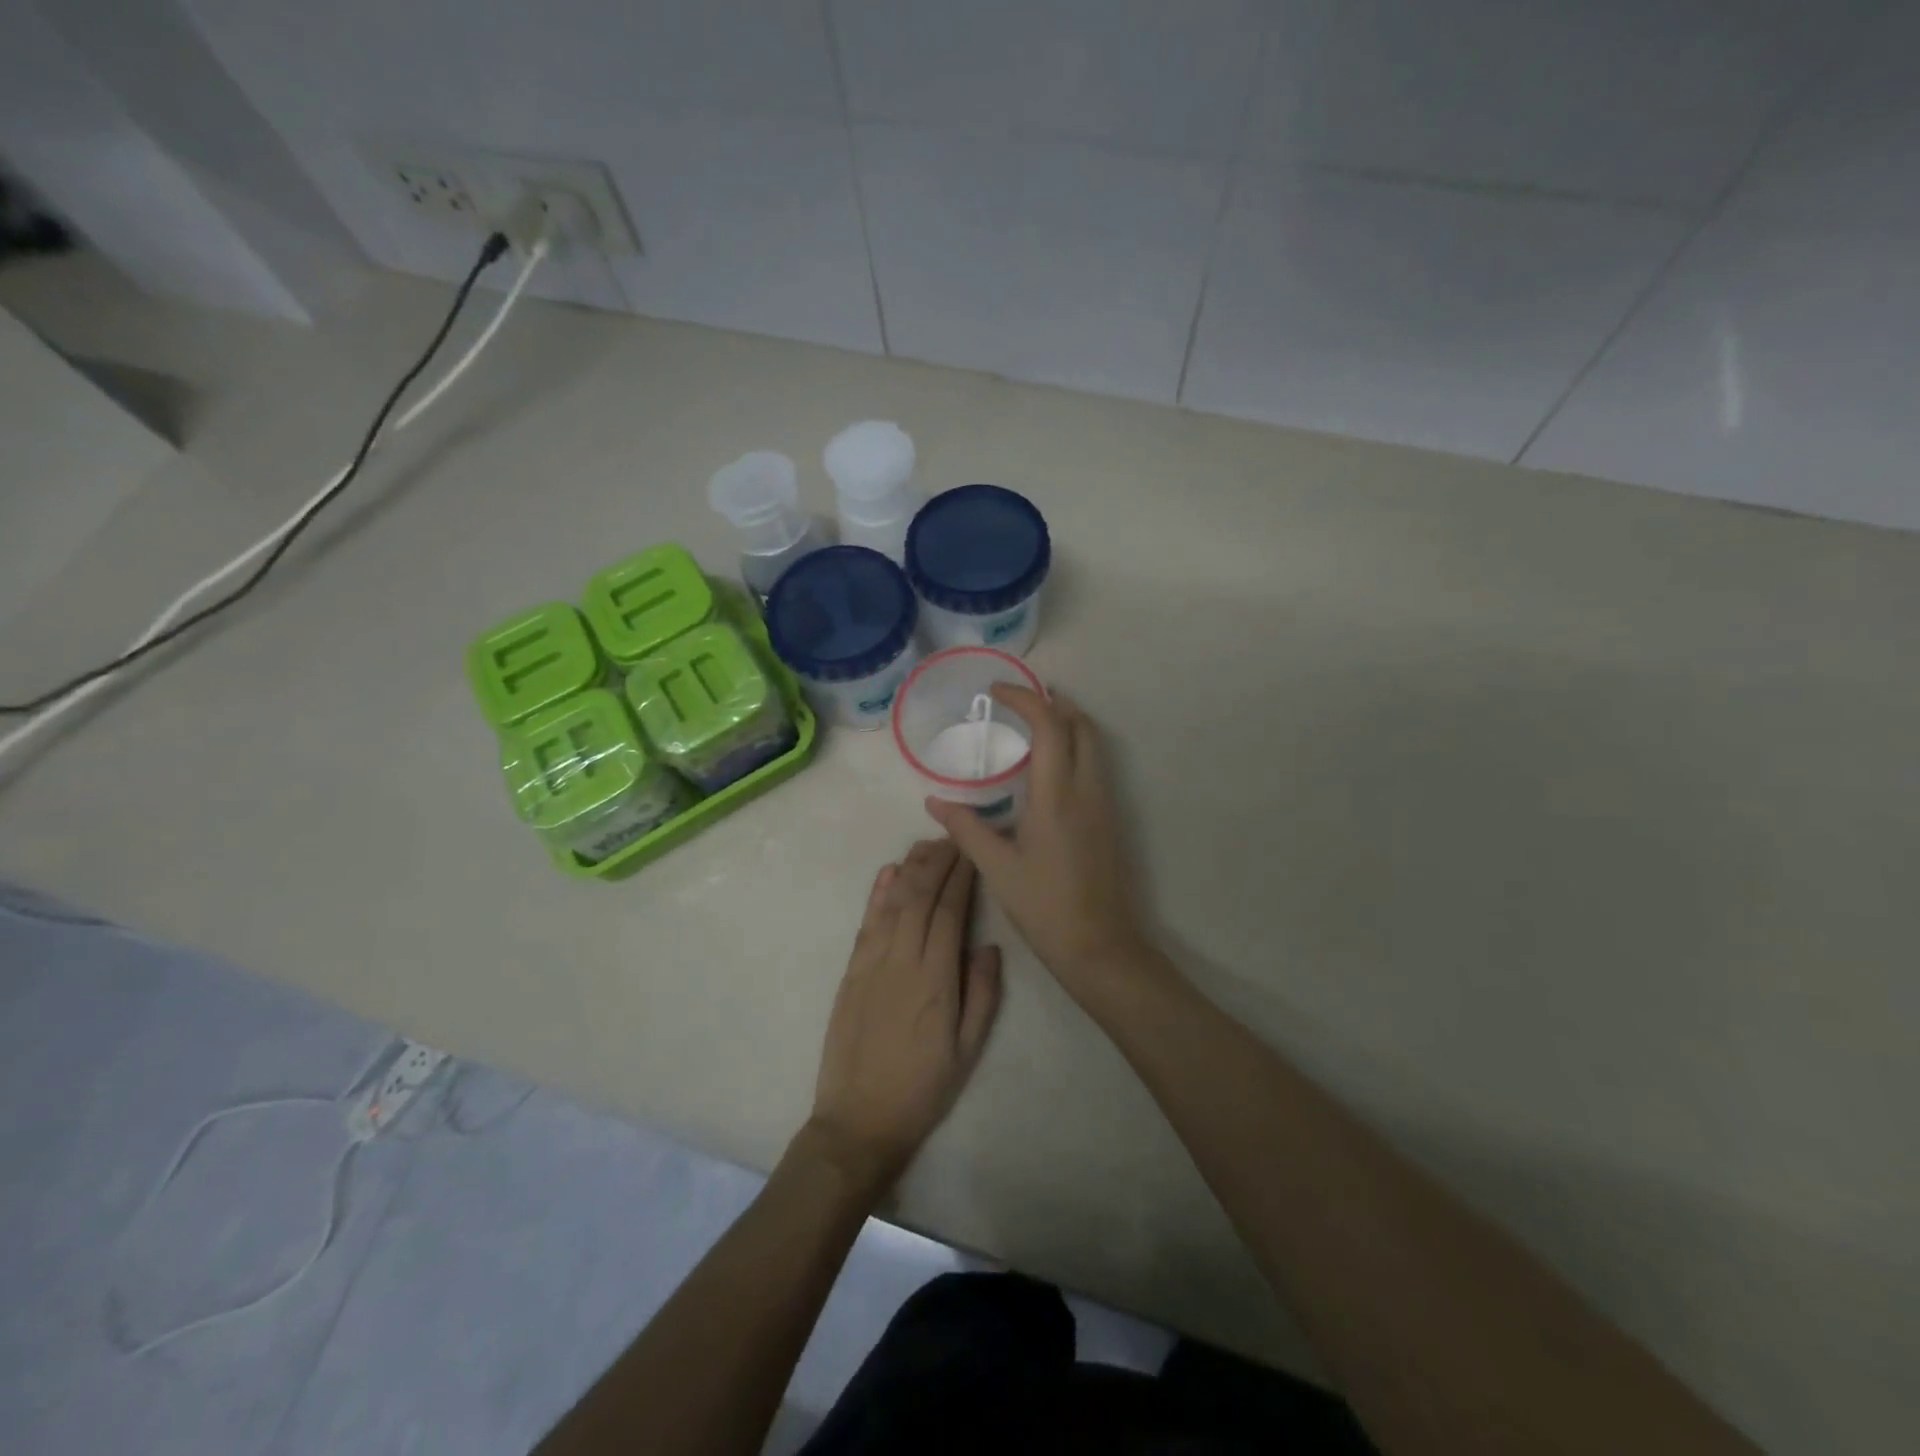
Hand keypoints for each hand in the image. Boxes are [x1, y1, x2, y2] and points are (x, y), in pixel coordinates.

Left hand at [808, 841, 1002, 1193]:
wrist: (858, 1120)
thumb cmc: (922, 1089)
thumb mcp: (968, 1051)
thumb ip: (982, 995)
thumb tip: (989, 945)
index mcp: (936, 980)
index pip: (950, 912)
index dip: (961, 877)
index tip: (972, 851)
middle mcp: (902, 962)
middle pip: (920, 897)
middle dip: (938, 862)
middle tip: (954, 837)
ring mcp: (871, 964)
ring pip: (893, 903)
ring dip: (910, 868)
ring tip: (928, 844)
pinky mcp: (850, 972)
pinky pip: (866, 923)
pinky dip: (877, 894)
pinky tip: (888, 872)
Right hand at [926, 686, 1155, 999]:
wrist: (1100, 946)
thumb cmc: (1045, 907)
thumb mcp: (997, 868)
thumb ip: (966, 829)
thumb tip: (935, 801)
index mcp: (1056, 796)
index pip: (1049, 726)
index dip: (1025, 698)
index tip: (997, 690)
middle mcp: (1087, 790)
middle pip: (1081, 725)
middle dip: (1053, 702)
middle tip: (1019, 700)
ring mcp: (1104, 804)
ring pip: (1093, 744)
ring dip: (1067, 722)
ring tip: (1032, 725)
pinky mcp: (1109, 819)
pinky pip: (1095, 765)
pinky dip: (1074, 746)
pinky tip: (1048, 768)